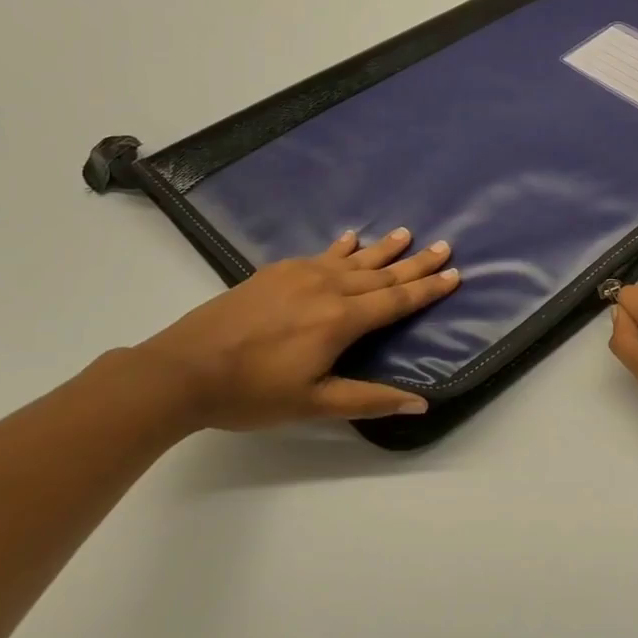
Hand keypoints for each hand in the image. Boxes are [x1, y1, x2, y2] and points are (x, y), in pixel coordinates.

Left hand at [137, 229, 458, 429]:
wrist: (182, 370)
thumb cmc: (251, 393)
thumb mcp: (314, 404)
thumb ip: (369, 399)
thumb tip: (420, 404)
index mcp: (341, 320)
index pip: (396, 301)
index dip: (428, 289)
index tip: (455, 273)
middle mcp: (327, 288)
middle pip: (382, 275)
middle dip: (416, 263)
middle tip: (444, 247)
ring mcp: (299, 275)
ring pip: (353, 259)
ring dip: (383, 248)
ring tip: (407, 233)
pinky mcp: (275, 272)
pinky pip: (320, 254)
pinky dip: (341, 247)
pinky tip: (350, 238)